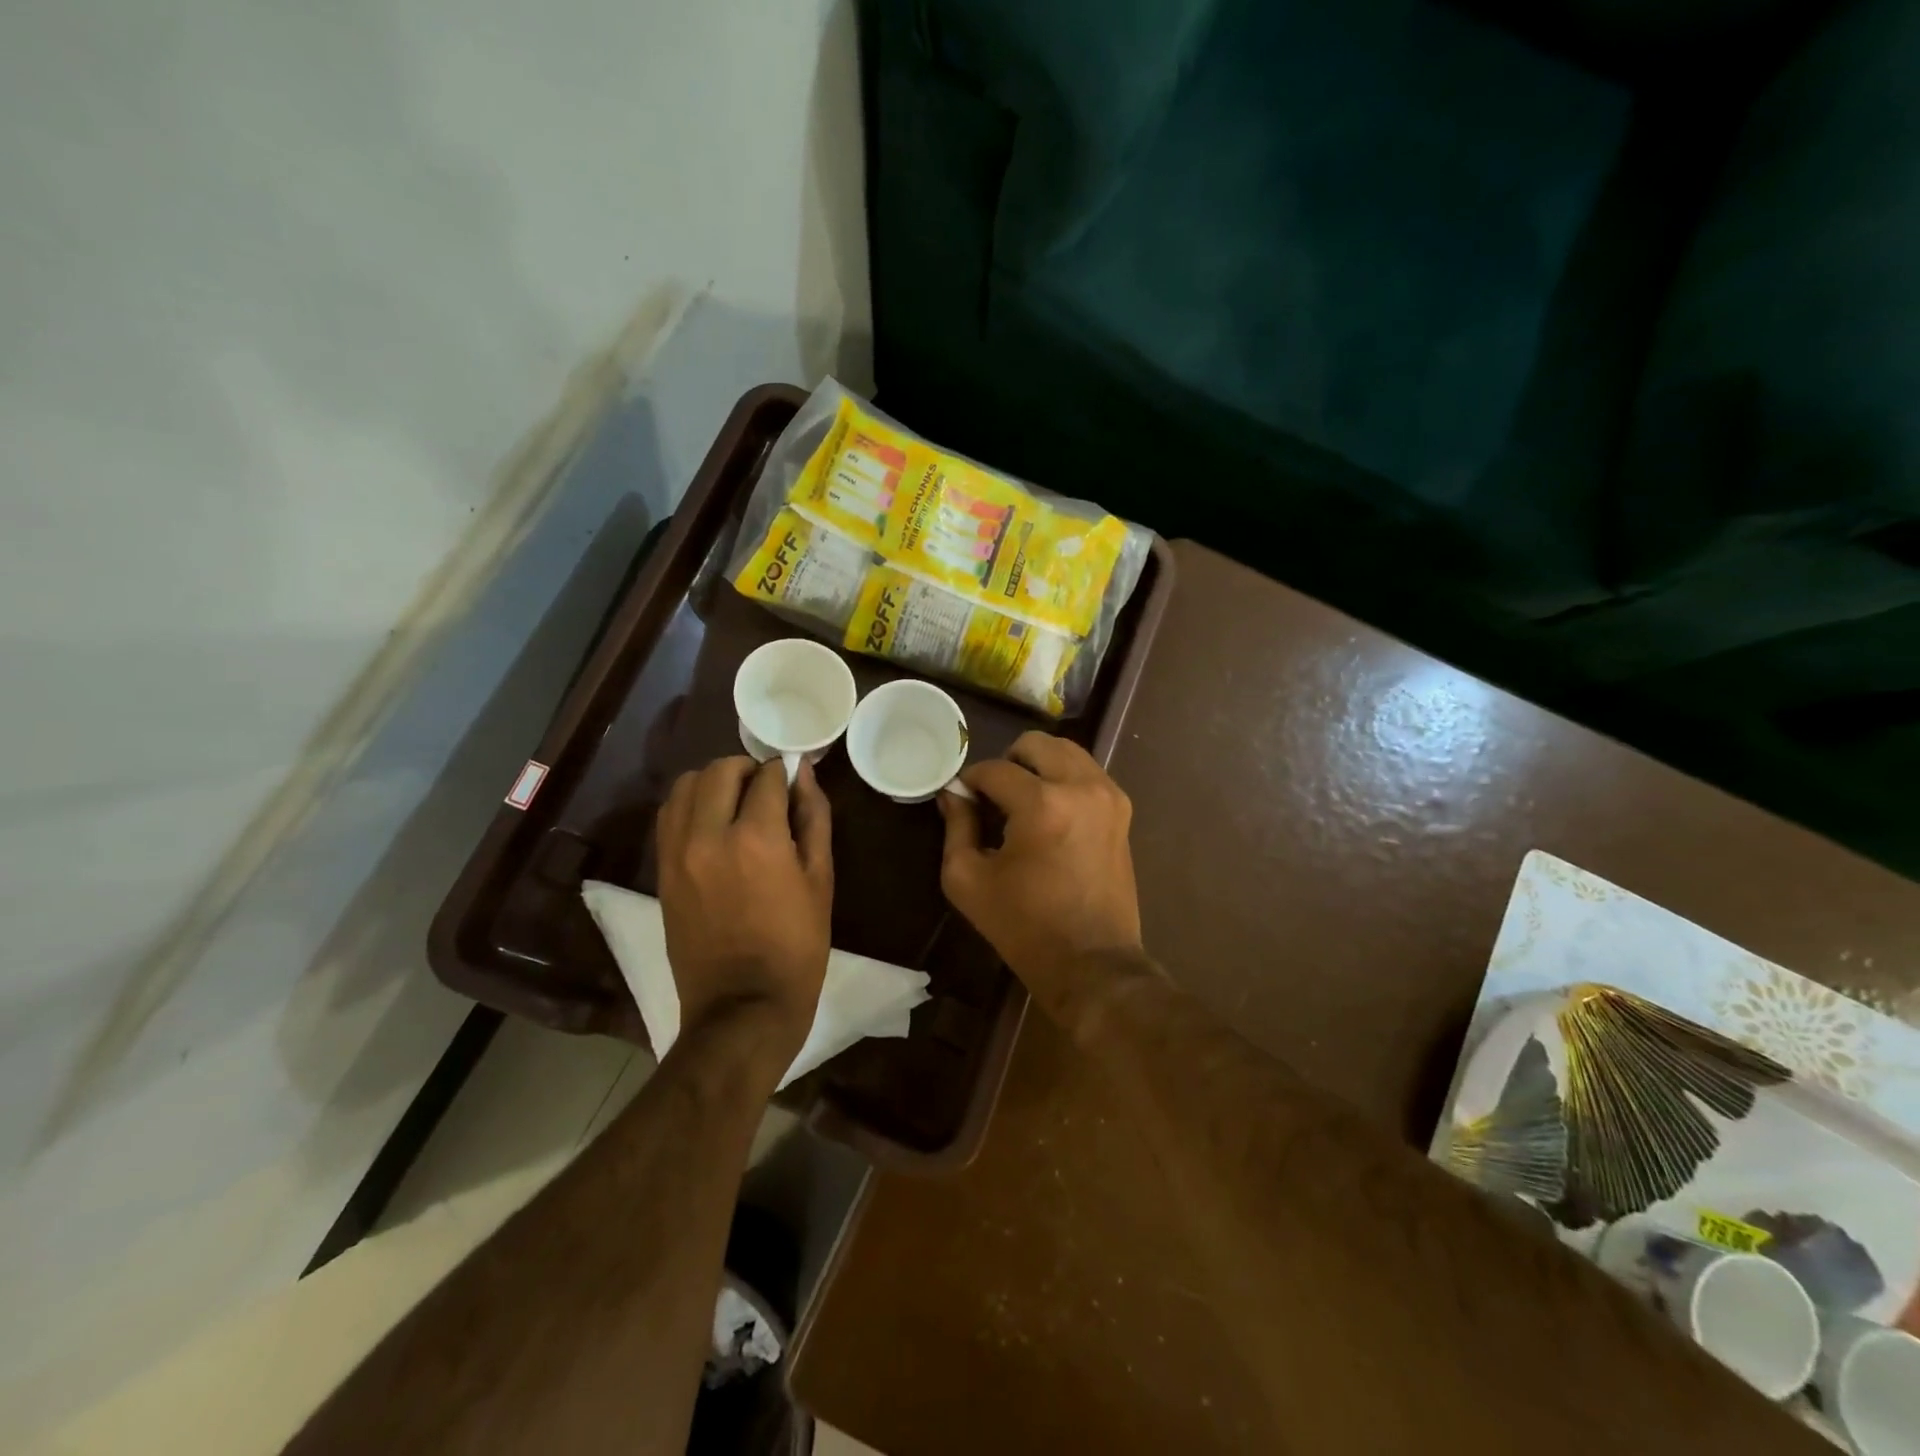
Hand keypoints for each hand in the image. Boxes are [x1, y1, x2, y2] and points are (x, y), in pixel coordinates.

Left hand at [655, 757, 832, 1060]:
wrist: (742, 1008)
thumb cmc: (796, 947)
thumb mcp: (820, 880)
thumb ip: (813, 819)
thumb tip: (804, 776)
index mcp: (757, 838)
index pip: (767, 776)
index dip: (786, 772)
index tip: (795, 781)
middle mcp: (708, 835)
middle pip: (720, 770)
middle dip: (748, 770)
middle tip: (767, 791)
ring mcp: (677, 853)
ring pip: (685, 786)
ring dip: (714, 783)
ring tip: (736, 805)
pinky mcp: (661, 872)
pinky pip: (669, 817)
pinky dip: (691, 807)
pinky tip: (713, 825)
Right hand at [937, 733, 1144, 1008]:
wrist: (1091, 961)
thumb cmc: (1023, 925)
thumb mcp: (968, 879)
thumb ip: (957, 826)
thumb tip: (954, 793)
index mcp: (1042, 804)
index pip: (995, 769)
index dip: (971, 781)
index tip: (962, 798)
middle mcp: (1081, 787)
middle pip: (1036, 744)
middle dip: (1008, 762)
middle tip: (995, 796)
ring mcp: (1108, 796)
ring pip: (1066, 751)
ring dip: (1039, 766)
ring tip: (1023, 802)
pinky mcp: (1122, 810)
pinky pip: (1087, 773)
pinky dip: (1064, 779)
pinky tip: (1051, 812)